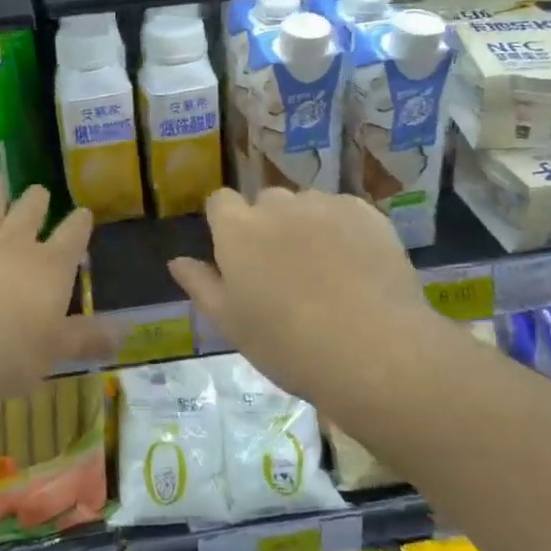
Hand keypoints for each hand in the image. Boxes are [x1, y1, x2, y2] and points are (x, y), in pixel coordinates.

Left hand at [0, 178, 97, 407]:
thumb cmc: (5, 354)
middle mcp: (16, 243)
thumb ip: (88, 338)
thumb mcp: (54, 352)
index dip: (80, 223)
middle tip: (38, 192)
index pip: (73, 237)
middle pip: (30, 210)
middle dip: (37, 201)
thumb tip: (127, 331)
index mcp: (50, 267)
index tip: (83, 213)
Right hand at [168, 188, 440, 411]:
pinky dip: (343, 230)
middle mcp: (278, 205)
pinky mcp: (366, 213)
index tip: (237, 256)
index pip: (220, 202)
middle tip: (282, 272)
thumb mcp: (231, 324)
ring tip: (324, 271)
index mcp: (238, 229)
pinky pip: (344, 211)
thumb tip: (177, 261)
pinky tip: (355, 267)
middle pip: (265, 202)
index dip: (225, 223)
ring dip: (306, 225)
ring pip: (306, 205)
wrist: (373, 349)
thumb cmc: (288, 344)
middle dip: (268, 226)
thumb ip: (201, 285)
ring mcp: (325, 205)